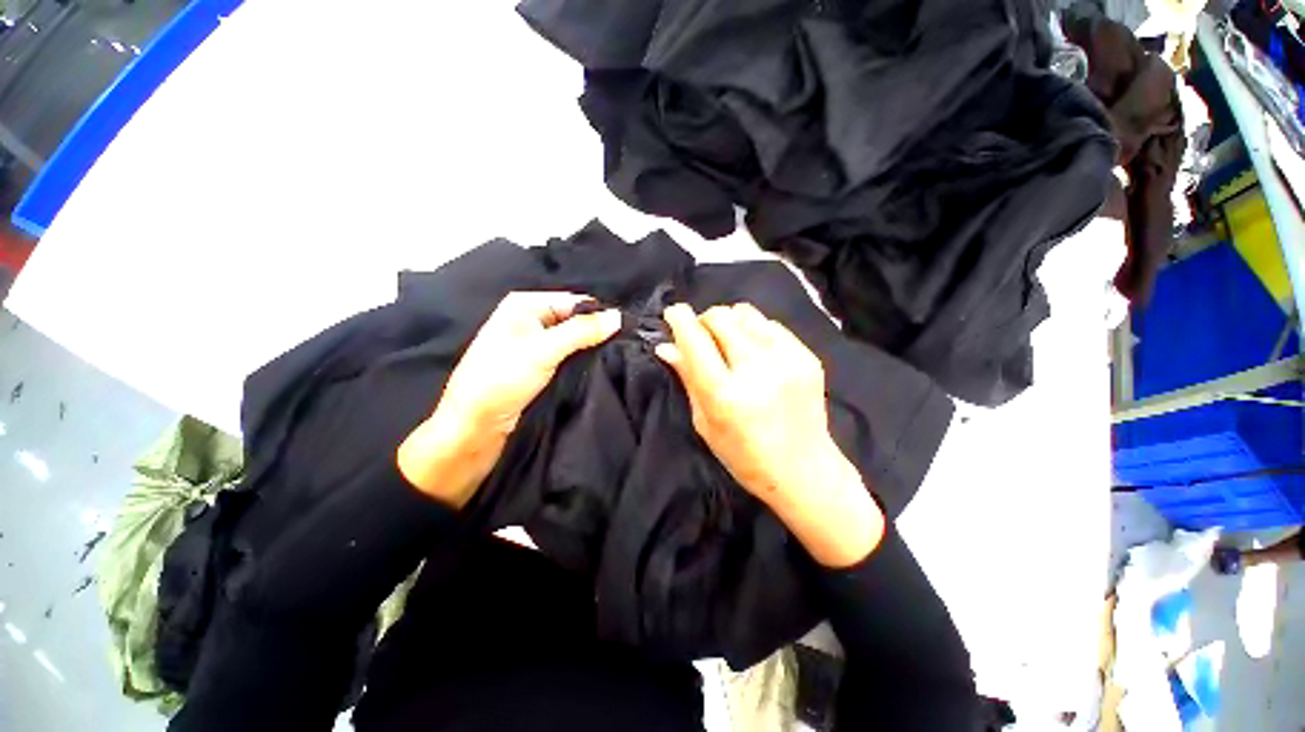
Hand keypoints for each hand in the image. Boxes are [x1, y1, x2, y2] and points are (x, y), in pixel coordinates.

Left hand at [398, 292, 620, 506]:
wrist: (473, 428)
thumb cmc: (501, 381)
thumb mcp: (544, 351)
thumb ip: (582, 331)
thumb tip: (619, 317)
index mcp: (524, 305)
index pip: (574, 301)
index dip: (599, 314)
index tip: (627, 330)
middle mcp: (529, 319)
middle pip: (574, 319)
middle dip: (597, 331)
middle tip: (625, 346)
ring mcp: (533, 343)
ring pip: (572, 339)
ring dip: (591, 348)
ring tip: (616, 356)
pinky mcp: (537, 365)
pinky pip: (567, 356)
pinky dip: (581, 360)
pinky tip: (598, 367)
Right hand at [656, 303, 883, 566]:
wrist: (804, 469)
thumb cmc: (744, 455)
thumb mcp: (705, 422)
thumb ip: (687, 378)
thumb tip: (665, 346)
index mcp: (724, 394)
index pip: (695, 339)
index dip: (680, 319)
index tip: (673, 313)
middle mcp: (756, 370)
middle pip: (720, 317)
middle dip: (703, 320)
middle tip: (702, 336)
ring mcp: (786, 360)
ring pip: (745, 313)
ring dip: (729, 322)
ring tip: (729, 342)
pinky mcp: (807, 357)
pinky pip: (770, 324)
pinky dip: (754, 330)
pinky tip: (754, 351)